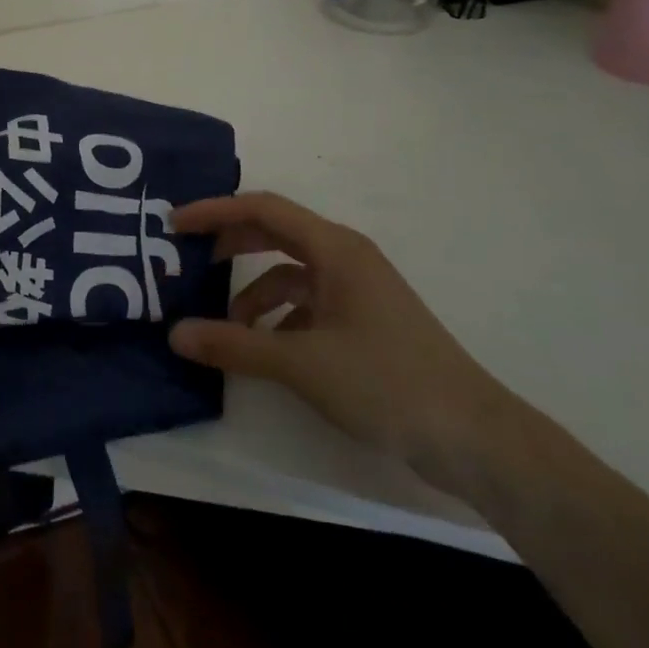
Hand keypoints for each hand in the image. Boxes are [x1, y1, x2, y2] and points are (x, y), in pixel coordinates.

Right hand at [167, 193, 517, 484]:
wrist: (475, 438)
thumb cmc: (386, 382)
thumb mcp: (300, 362)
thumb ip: (233, 345)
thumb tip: (175, 335)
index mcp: (335, 248)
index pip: (262, 209)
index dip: (214, 211)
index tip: (174, 225)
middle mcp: (345, 258)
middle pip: (274, 233)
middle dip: (230, 244)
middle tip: (188, 260)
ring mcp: (357, 290)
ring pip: (290, 273)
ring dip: (253, 292)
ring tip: (225, 326)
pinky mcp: (364, 321)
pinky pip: (307, 303)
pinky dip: (279, 318)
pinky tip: (266, 349)